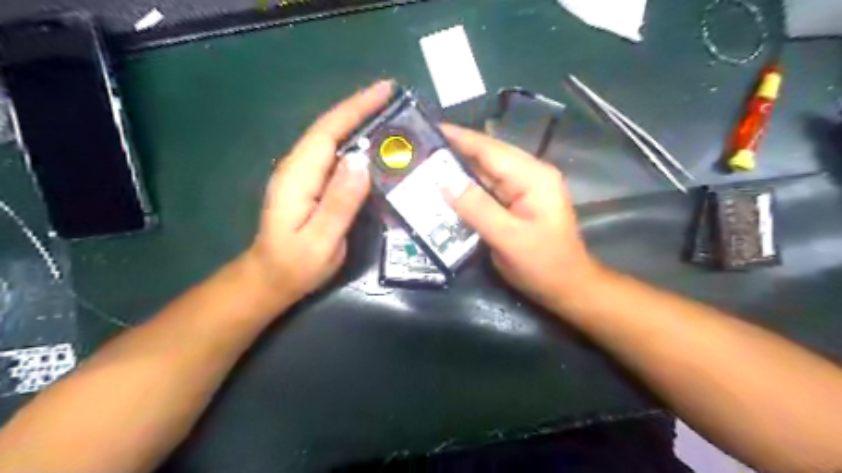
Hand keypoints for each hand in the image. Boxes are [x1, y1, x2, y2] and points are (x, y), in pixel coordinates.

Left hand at [240, 80, 391, 307]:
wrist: (270, 279)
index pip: (328, 132)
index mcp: (298, 176)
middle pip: (330, 129)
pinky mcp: (310, 185)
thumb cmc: (295, 265)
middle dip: (361, 109)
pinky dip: (355, 144)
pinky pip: (335, 156)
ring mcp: (303, 175)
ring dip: (359, 123)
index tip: (385, 90)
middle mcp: (298, 168)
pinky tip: (374, 147)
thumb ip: (339, 202)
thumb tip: (361, 160)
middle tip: (396, 99)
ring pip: (333, 140)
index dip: (356, 108)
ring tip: (391, 116)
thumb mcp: (320, 240)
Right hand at [441, 123, 604, 309]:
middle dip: (456, 151)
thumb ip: (477, 208)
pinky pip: (488, 189)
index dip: (461, 138)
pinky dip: (468, 188)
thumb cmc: (543, 264)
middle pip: (488, 157)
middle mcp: (529, 176)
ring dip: (459, 169)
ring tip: (428, 164)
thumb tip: (444, 182)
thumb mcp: (509, 238)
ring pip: (486, 172)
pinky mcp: (517, 203)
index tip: (431, 128)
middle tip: (423, 148)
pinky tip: (448, 188)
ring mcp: (524, 189)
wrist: (567, 287)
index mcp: (533, 177)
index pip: (491, 150)